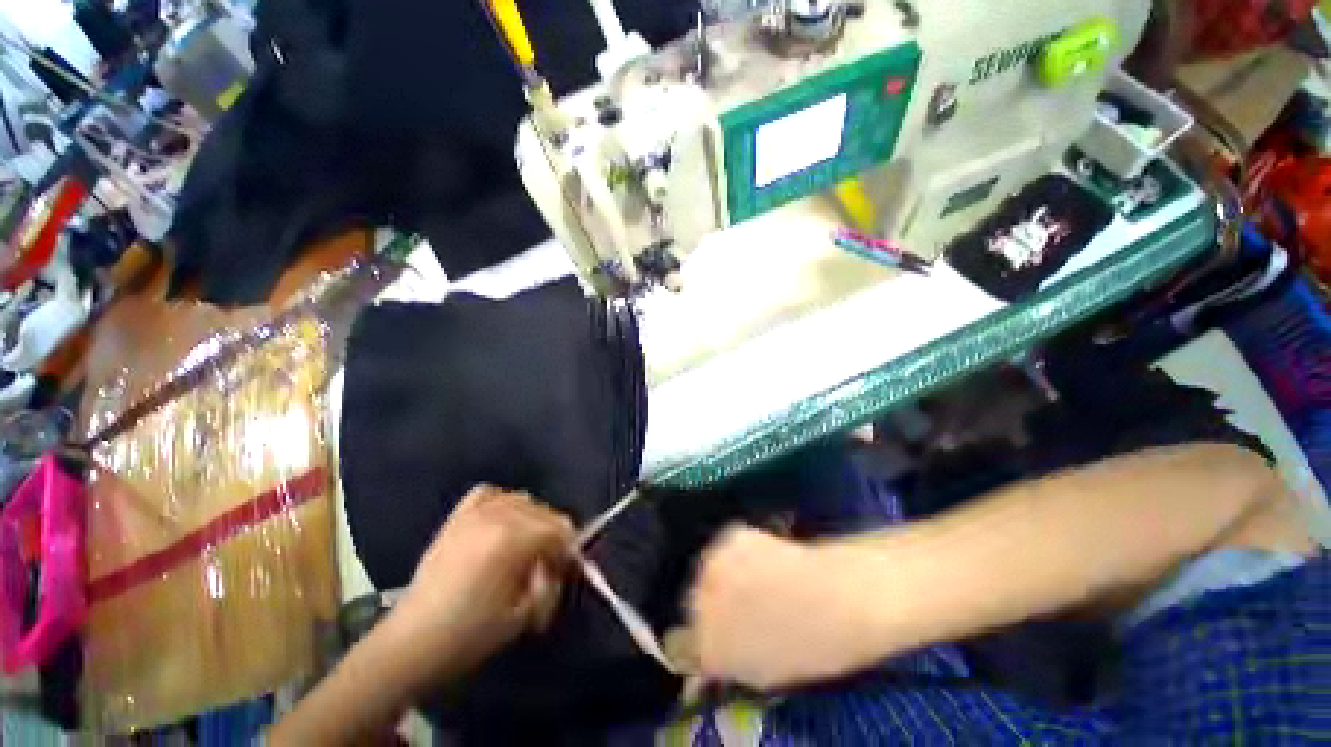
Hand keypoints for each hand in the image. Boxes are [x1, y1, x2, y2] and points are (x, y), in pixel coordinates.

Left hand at [388, 485, 575, 680]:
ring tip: (524, 548)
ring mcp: (474, 512)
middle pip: (546, 512)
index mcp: (514, 539)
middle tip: (546, 567)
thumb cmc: (469, 635)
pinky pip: (491, 494)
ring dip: (533, 521)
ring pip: (523, 500)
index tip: (565, 572)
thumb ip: (551, 584)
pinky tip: (501, 523)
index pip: (561, 529)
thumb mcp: (523, 615)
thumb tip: (561, 567)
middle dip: (553, 537)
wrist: (410, 643)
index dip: (570, 550)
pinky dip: (503, 504)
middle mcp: (498, 515)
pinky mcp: (457, 517)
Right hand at [688, 527, 879, 688]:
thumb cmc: (810, 648)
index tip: (710, 636)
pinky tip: (760, 558)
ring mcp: (711, 565)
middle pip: (690, 602)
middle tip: (737, 606)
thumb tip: (709, 654)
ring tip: (752, 579)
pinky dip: (735, 554)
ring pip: (705, 571)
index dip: (696, 640)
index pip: (679, 644)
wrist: (838, 598)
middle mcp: (698, 605)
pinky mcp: (728, 536)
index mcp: (706, 648)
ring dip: (720, 577)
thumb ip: (726, 663)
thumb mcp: (763, 673)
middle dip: (708, 605)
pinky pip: (723, 549)